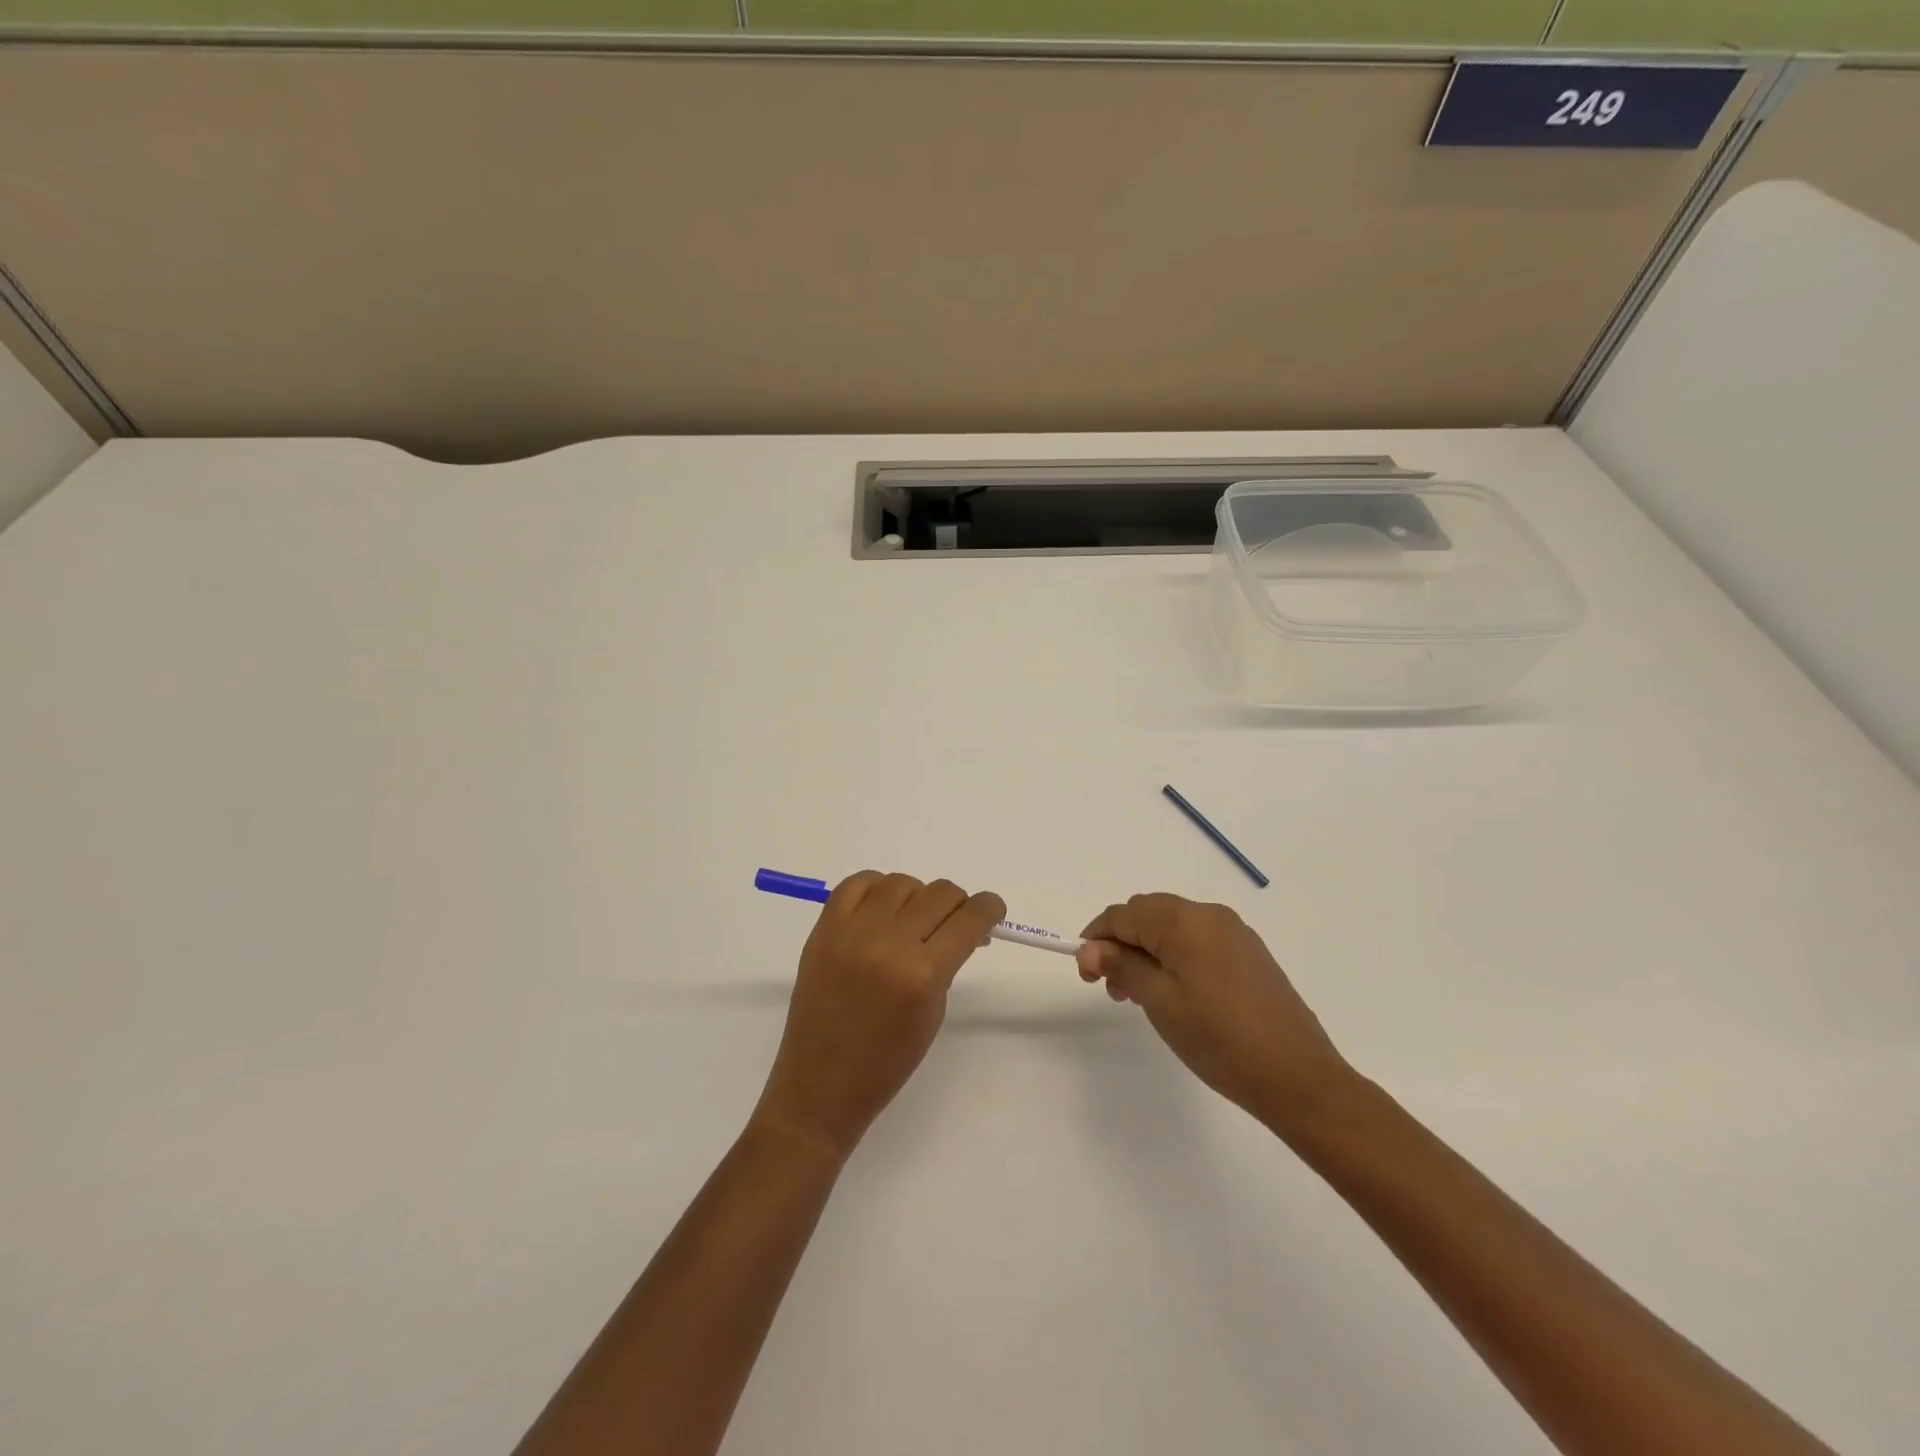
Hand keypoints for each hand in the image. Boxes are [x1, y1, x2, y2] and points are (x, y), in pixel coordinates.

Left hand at [754, 871, 1005, 1161]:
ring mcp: (851, 932)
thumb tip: (963, 927)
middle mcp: (888, 943)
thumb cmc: (887, 1062)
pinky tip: (881, 910)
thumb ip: (948, 963)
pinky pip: (857, 883)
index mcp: (922, 975)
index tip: (991, 912)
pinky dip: (876, 889)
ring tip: (911, 923)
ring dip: (917, 898)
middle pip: (940, 893)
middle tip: (952, 925)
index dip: (989, 909)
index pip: (969, 918)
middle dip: (957, 906)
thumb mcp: (933, 1013)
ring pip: (902, 882)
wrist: (820, 1085)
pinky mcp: (824, 929)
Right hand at [1078, 893, 1352, 1136]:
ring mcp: (1234, 932)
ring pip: (1172, 924)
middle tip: (1110, 986)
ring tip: (1137, 994)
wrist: (1297, 1076)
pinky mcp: (1248, 953)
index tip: (1084, 973)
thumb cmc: (1219, 1039)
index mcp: (1184, 921)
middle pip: (1148, 912)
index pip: (1123, 914)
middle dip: (1120, 942)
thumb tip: (1090, 949)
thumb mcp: (1160, 1002)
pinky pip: (1197, 939)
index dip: (1096, 938)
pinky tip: (1172, 990)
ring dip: (1146, 948)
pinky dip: (1173, 954)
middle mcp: (1209, 914)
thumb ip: (1122, 967)